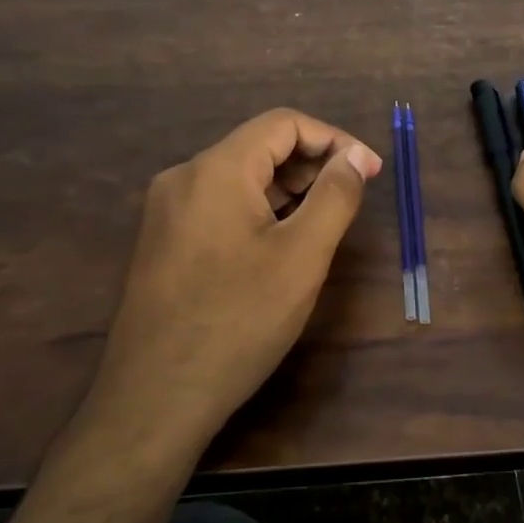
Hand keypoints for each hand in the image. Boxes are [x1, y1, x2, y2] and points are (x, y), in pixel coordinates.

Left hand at [84, 109, 381, 448]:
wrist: (154, 398)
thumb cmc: (238, 322)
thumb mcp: (302, 257)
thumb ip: (335, 197)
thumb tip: (354, 158)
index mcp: (216, 169)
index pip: (283, 124)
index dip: (334, 140)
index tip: (370, 172)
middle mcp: (183, 177)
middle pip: (259, 147)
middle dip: (312, 164)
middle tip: (352, 199)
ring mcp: (167, 211)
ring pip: (240, 179)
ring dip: (287, 190)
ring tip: (323, 224)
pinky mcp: (163, 241)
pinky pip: (220, 206)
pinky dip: (259, 211)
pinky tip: (281, 245)